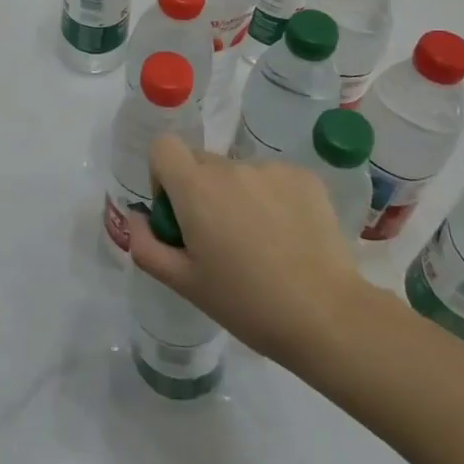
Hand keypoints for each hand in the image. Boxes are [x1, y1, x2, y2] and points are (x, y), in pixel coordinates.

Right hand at [126, 133, 371, 366]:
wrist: (328, 317)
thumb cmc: (247, 303)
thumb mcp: (185, 284)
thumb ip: (147, 246)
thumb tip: (136, 217)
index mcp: (195, 187)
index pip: (163, 147)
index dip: (163, 175)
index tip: (178, 212)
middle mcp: (230, 167)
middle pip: (201, 162)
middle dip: (200, 191)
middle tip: (220, 239)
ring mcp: (270, 169)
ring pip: (239, 173)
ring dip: (238, 197)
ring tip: (262, 244)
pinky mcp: (304, 177)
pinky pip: (273, 179)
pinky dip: (272, 199)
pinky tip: (289, 237)